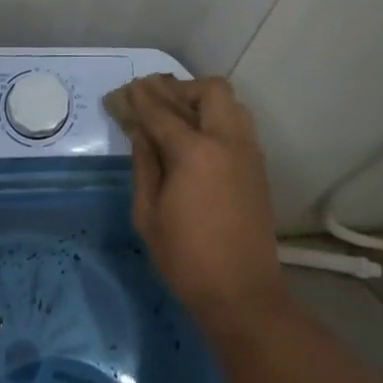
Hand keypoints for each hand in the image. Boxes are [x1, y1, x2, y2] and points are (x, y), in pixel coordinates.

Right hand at [107, 75, 288, 338]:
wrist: (242, 293)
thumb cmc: (186, 258)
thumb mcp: (148, 214)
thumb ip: (144, 164)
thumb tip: (141, 132)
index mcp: (195, 151)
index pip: (162, 111)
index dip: (140, 98)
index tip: (125, 90)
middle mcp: (227, 140)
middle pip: (209, 90)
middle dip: (180, 88)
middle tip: (156, 100)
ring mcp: (248, 151)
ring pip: (231, 102)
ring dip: (203, 100)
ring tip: (179, 116)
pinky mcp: (258, 166)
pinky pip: (239, 123)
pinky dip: (218, 117)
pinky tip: (199, 138)